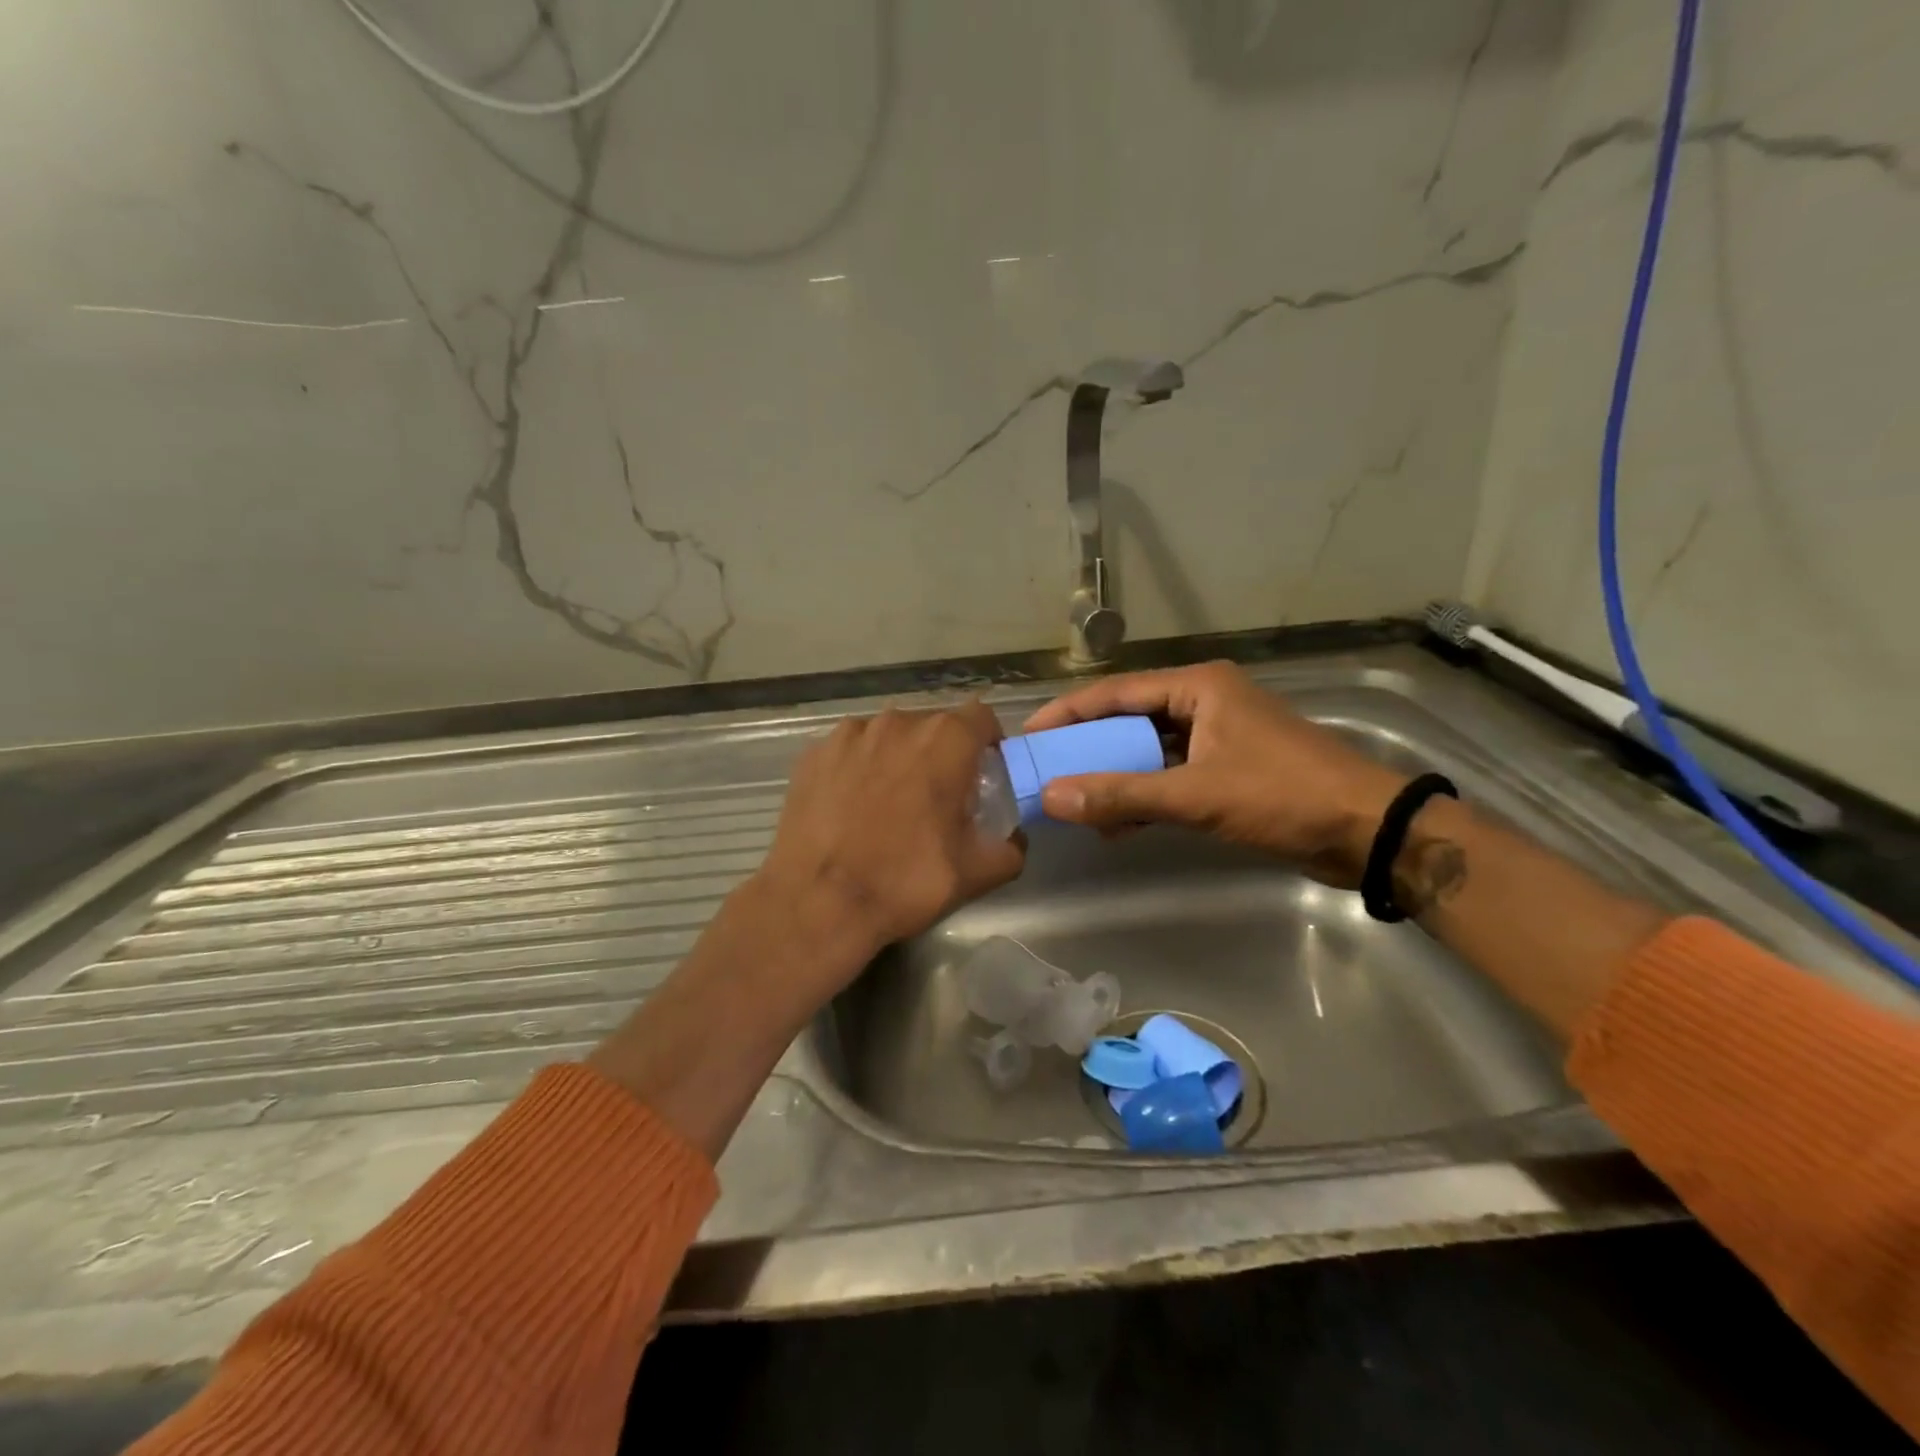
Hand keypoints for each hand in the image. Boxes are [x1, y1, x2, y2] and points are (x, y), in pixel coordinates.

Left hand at [753, 701, 1025, 968]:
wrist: (817, 902)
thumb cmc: (904, 881)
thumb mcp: (975, 873)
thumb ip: (1010, 848)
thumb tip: (1014, 838)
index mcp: (944, 740)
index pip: (981, 716)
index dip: (987, 741)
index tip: (984, 773)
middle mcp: (898, 722)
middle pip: (933, 725)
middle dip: (942, 753)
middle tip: (938, 796)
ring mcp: (849, 735)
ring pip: (889, 735)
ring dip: (899, 758)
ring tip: (889, 803)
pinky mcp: (813, 754)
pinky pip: (850, 750)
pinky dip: (858, 768)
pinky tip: (851, 807)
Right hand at [1023, 661, 1407, 886]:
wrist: (1368, 832)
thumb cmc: (1283, 796)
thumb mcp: (1197, 795)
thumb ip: (1123, 796)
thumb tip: (1052, 798)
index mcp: (1198, 687)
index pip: (1115, 693)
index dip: (1068, 713)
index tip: (1029, 737)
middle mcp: (1204, 702)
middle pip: (1128, 719)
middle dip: (1088, 747)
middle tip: (1046, 770)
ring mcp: (1218, 736)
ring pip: (1148, 750)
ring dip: (1115, 775)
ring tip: (1074, 802)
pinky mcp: (1228, 768)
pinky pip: (1170, 774)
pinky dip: (1144, 795)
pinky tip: (1118, 823)